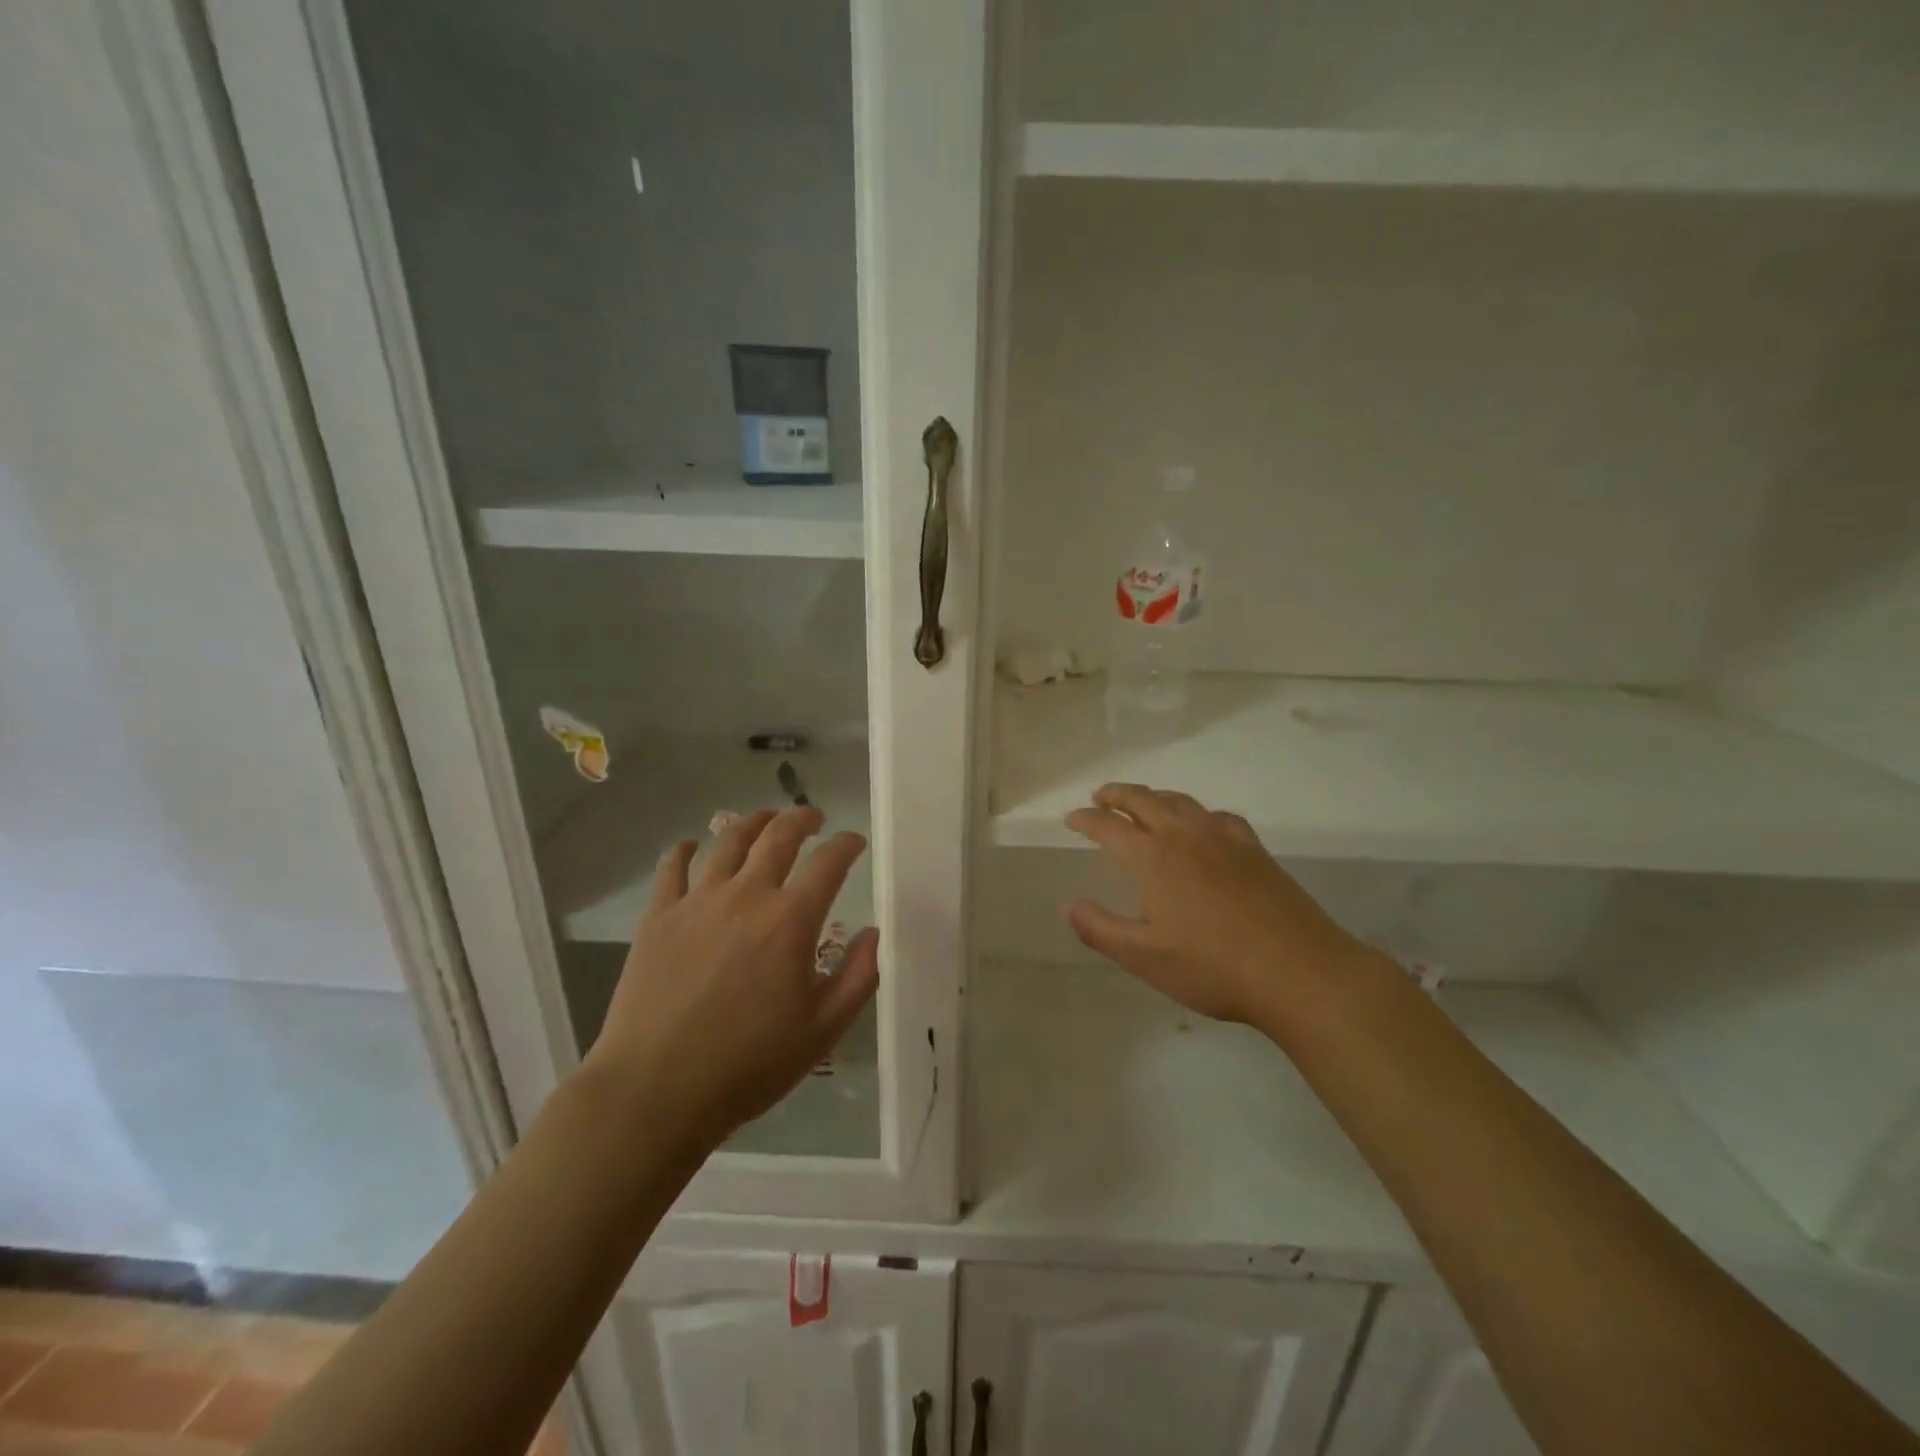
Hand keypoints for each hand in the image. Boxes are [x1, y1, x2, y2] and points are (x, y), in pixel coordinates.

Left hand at [583, 806, 877, 1146]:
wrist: (656, 1090)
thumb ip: (858, 976)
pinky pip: (672, 867)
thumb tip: (873, 933)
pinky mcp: (658, 917)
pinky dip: (685, 850)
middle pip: (778, 835)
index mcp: (790, 920)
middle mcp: (746, 895)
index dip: (847, 844)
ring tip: (764, 820)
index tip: (854, 842)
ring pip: (728, 841)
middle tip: (813, 818)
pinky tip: (690, 847)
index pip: (828, 862)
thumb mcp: (823, 1030)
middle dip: (801, 818)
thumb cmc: (749, 1064)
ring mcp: (697, 901)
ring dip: (752, 822)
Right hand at [1066, 783, 1371, 1029]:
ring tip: (1143, 803)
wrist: (1299, 971)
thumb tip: (1069, 905)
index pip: (1109, 827)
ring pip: (1181, 802)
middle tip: (1100, 796)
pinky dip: (1196, 813)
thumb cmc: (1213, 967)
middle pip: (1144, 800)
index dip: (1086, 820)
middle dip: (1117, 795)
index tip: (1071, 820)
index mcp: (1153, 858)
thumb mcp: (1144, 957)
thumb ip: (1100, 929)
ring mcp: (1224, 838)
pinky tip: (1202, 826)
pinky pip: (1217, 816)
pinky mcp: (1255, 850)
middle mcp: (1185, 836)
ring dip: (1154, 797)